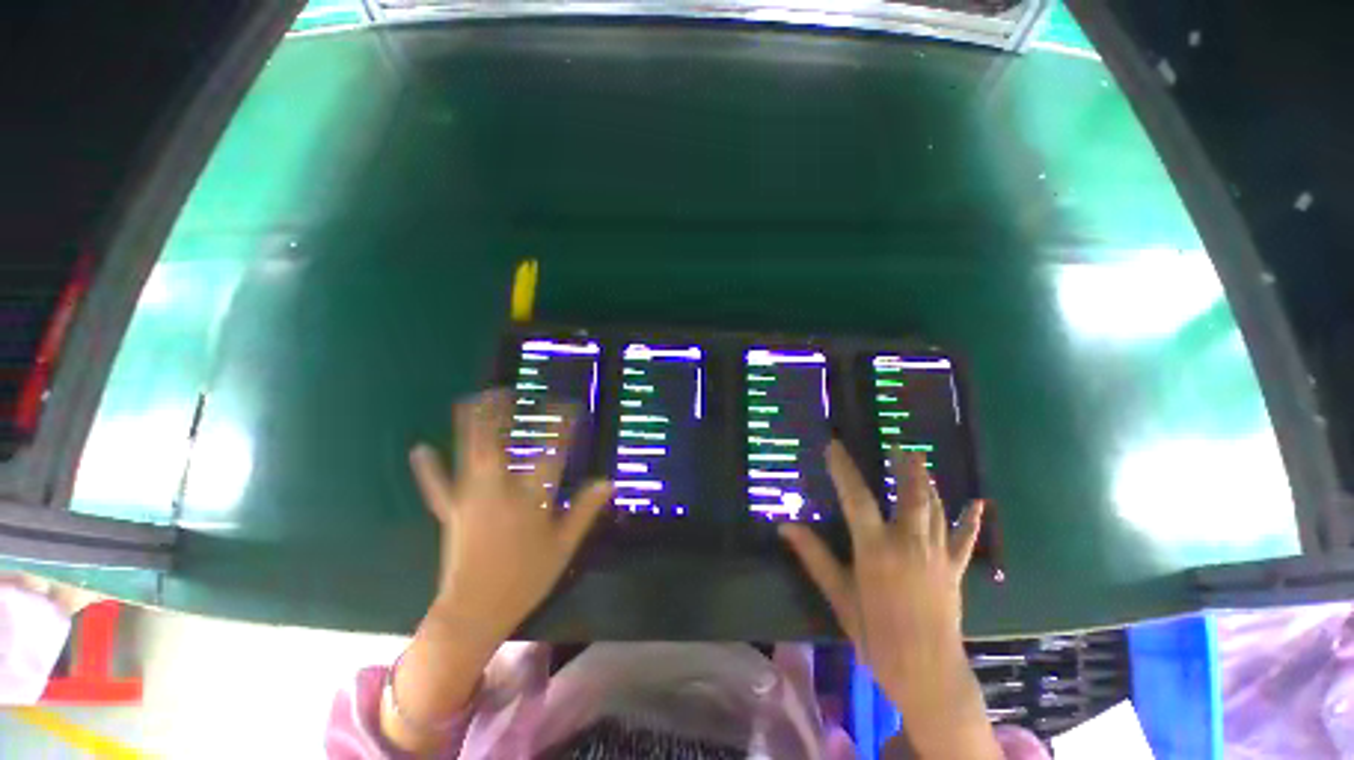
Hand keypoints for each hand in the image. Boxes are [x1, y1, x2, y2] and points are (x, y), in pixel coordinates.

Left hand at [383, 391, 612, 753]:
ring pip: (468, 454)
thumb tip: (608, 482)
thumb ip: (585, 510)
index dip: (562, 425)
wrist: (473, 613)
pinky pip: (437, 486)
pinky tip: (419, 448)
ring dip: (471, 425)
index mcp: (529, 499)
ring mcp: (469, 499)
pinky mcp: (450, 512)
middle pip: (499, 443)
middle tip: (506, 391)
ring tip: (474, 399)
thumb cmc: (525, 579)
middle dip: (502, 414)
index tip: (569, 405)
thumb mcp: (563, 547)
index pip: (552, 452)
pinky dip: (429, 468)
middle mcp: (498, 490)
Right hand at [780, 443, 996, 757]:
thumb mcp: (839, 595)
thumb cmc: (876, 635)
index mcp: (876, 547)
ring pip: (935, 509)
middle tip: (899, 446)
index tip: (834, 446)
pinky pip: (964, 540)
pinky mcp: (955, 570)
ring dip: (928, 483)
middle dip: (905, 468)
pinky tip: (978, 503)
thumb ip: (814, 557)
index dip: (843, 469)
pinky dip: (970, 520)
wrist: (927, 674)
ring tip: (921, 462)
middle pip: (909, 495)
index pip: (856, 496)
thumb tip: (786, 527)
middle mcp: (909, 543)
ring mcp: (937, 555)